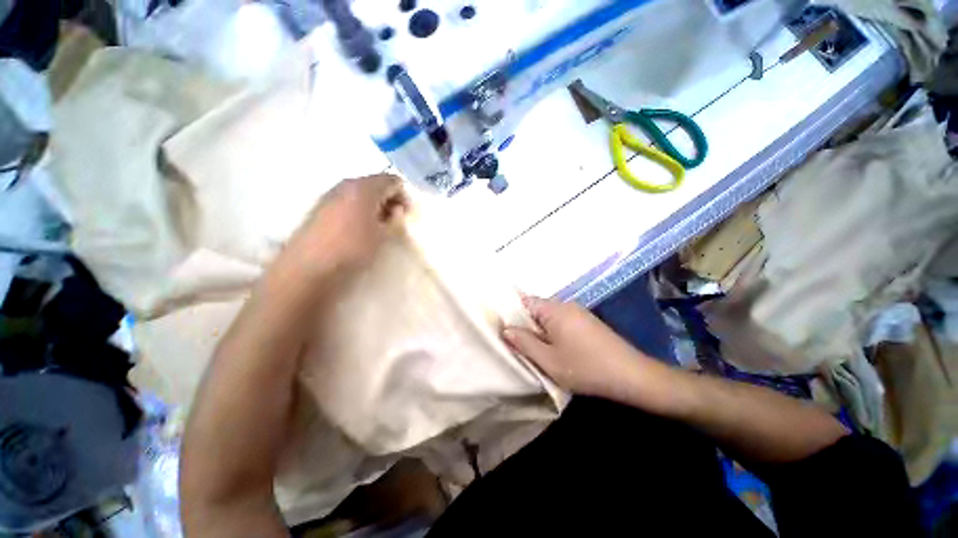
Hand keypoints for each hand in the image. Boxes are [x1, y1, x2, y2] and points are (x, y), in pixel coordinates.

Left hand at [279, 174, 408, 278]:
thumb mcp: (383, 236)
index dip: (404, 196)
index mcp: (365, 187)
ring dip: (375, 204)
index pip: (392, 180)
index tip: (407, 215)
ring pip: (361, 191)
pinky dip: (360, 208)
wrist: (310, 264)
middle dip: (390, 199)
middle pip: (376, 183)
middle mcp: (347, 184)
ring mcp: (331, 193)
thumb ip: (395, 220)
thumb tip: (396, 211)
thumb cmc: (353, 248)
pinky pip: (348, 199)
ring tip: (379, 225)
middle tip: (395, 219)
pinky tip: (360, 227)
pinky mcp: (321, 205)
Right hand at [502, 296, 658, 399]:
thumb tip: (506, 329)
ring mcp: (579, 312)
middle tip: (521, 346)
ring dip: (541, 331)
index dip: (513, 314)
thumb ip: (524, 343)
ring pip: (549, 316)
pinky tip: (557, 350)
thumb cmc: (585, 367)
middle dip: (527, 325)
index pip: (525, 301)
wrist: (632, 375)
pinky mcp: (587, 322)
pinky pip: (562, 321)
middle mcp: (566, 304)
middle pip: (537, 309)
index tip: (507, 331)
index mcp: (554, 309)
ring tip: (538, 351)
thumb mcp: (548, 360)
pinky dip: (554, 333)